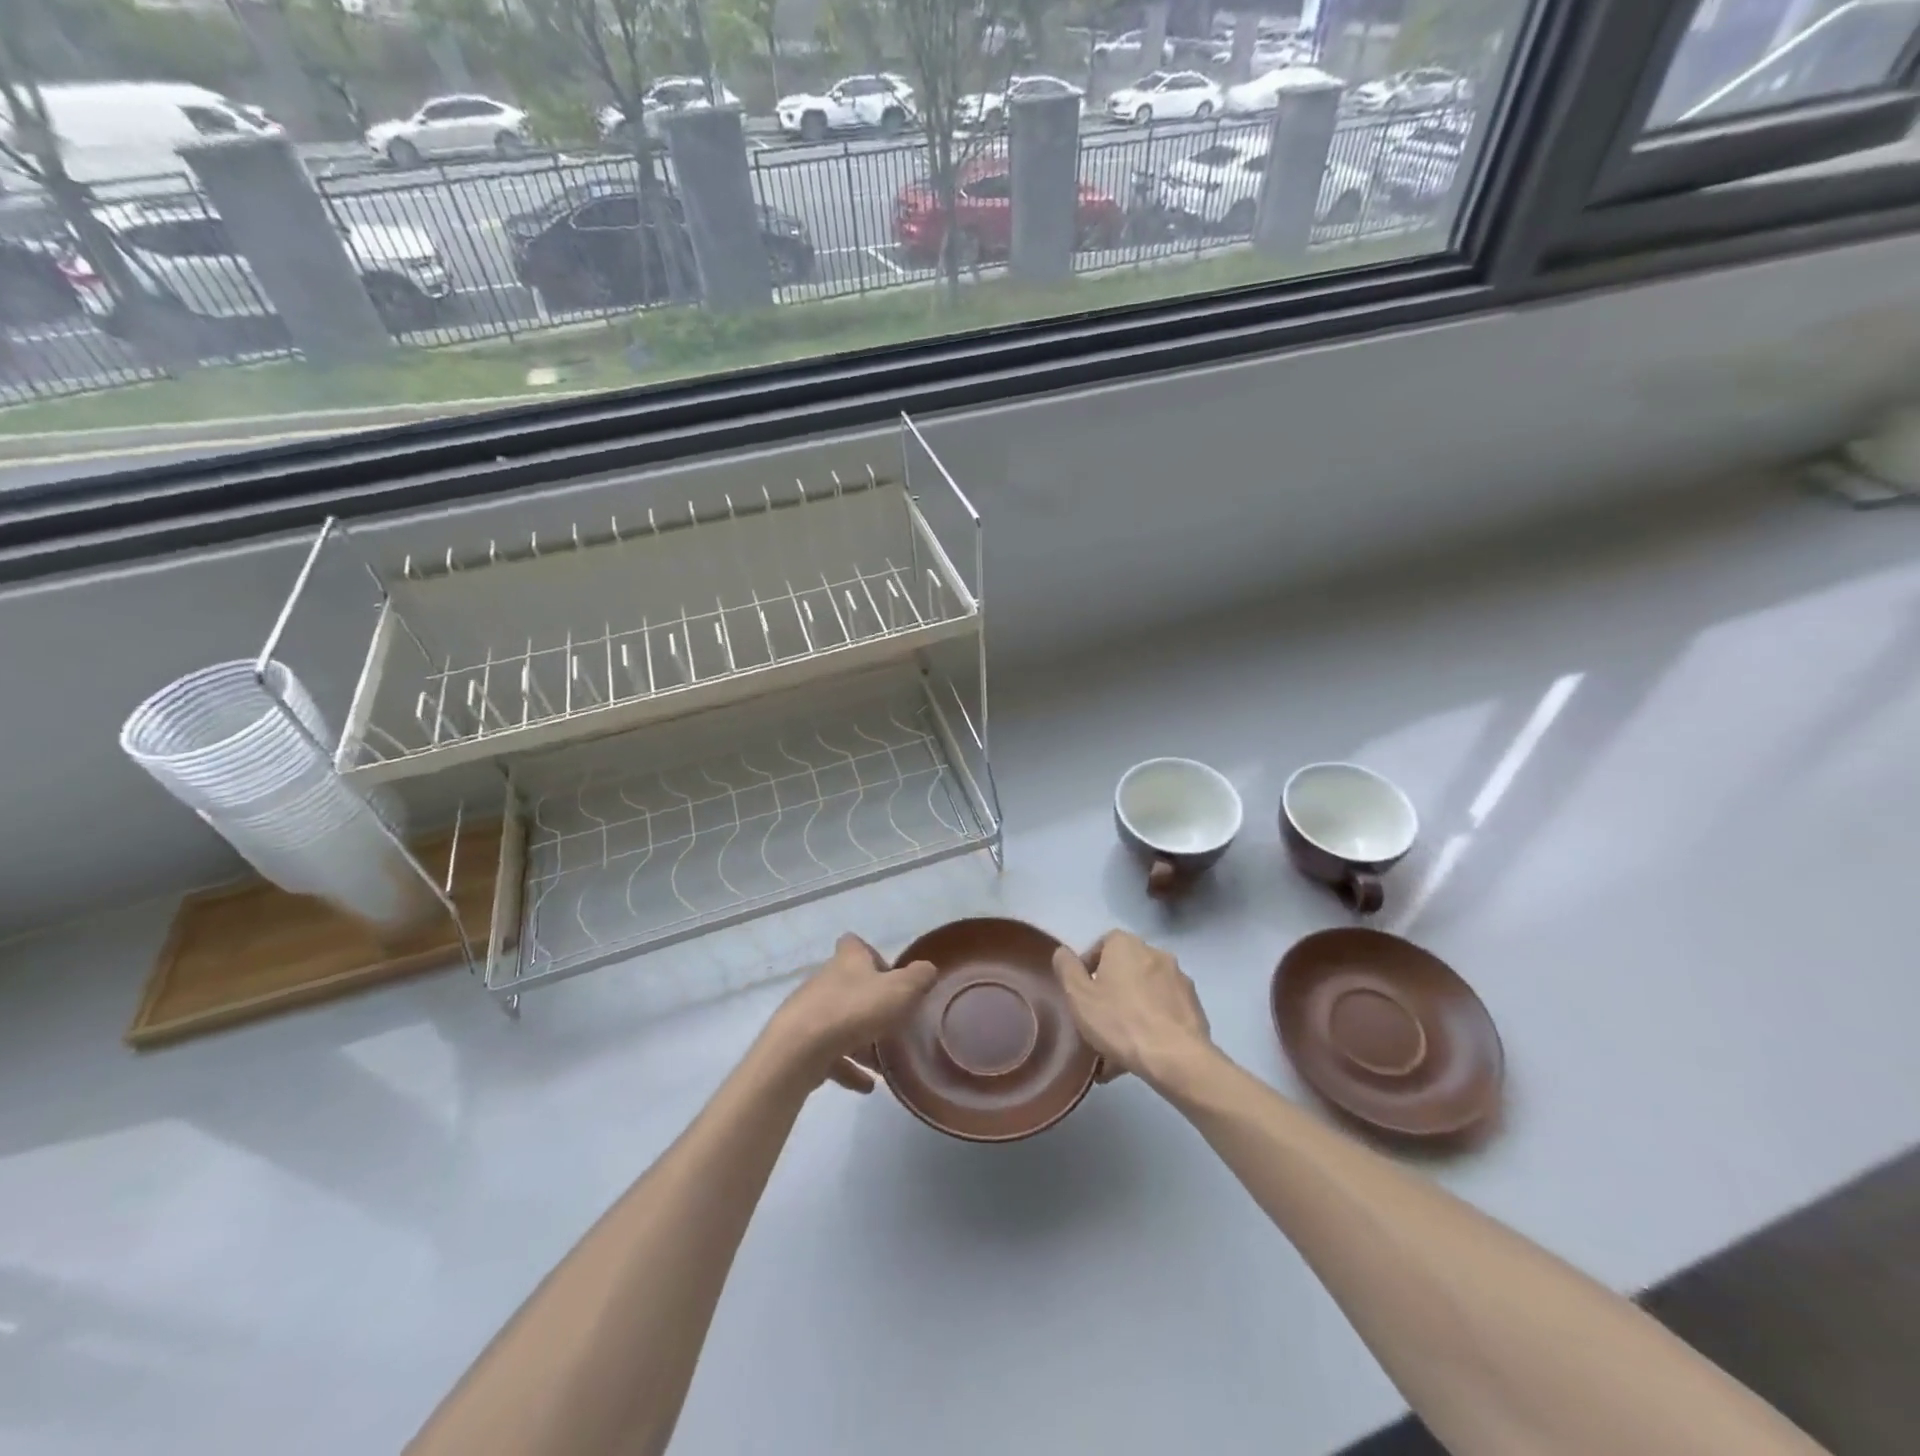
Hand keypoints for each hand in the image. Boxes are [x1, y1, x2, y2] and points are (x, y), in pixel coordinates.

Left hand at [764, 934, 935, 1093]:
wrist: (799, 1049)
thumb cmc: (855, 1009)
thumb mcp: (901, 989)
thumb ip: (919, 978)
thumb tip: (927, 970)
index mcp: (848, 961)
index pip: (855, 944)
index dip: (871, 955)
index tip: (889, 975)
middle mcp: (826, 981)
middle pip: (850, 987)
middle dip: (871, 1005)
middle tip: (894, 1024)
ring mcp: (810, 1012)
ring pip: (841, 1023)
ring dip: (861, 1041)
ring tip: (884, 1064)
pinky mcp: (801, 1044)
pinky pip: (830, 1055)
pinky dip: (848, 1068)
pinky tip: (867, 1086)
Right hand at [1052, 930, 1213, 1088]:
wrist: (1175, 1057)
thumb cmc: (1120, 1021)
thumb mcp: (1078, 996)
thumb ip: (1067, 969)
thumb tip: (1063, 952)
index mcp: (1126, 945)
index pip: (1103, 944)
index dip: (1090, 966)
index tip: (1083, 992)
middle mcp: (1156, 953)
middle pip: (1126, 968)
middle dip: (1112, 989)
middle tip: (1099, 1018)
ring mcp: (1179, 979)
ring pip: (1146, 992)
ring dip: (1132, 1009)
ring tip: (1119, 1045)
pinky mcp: (1194, 1006)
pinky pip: (1164, 1010)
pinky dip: (1152, 1024)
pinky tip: (1141, 1052)